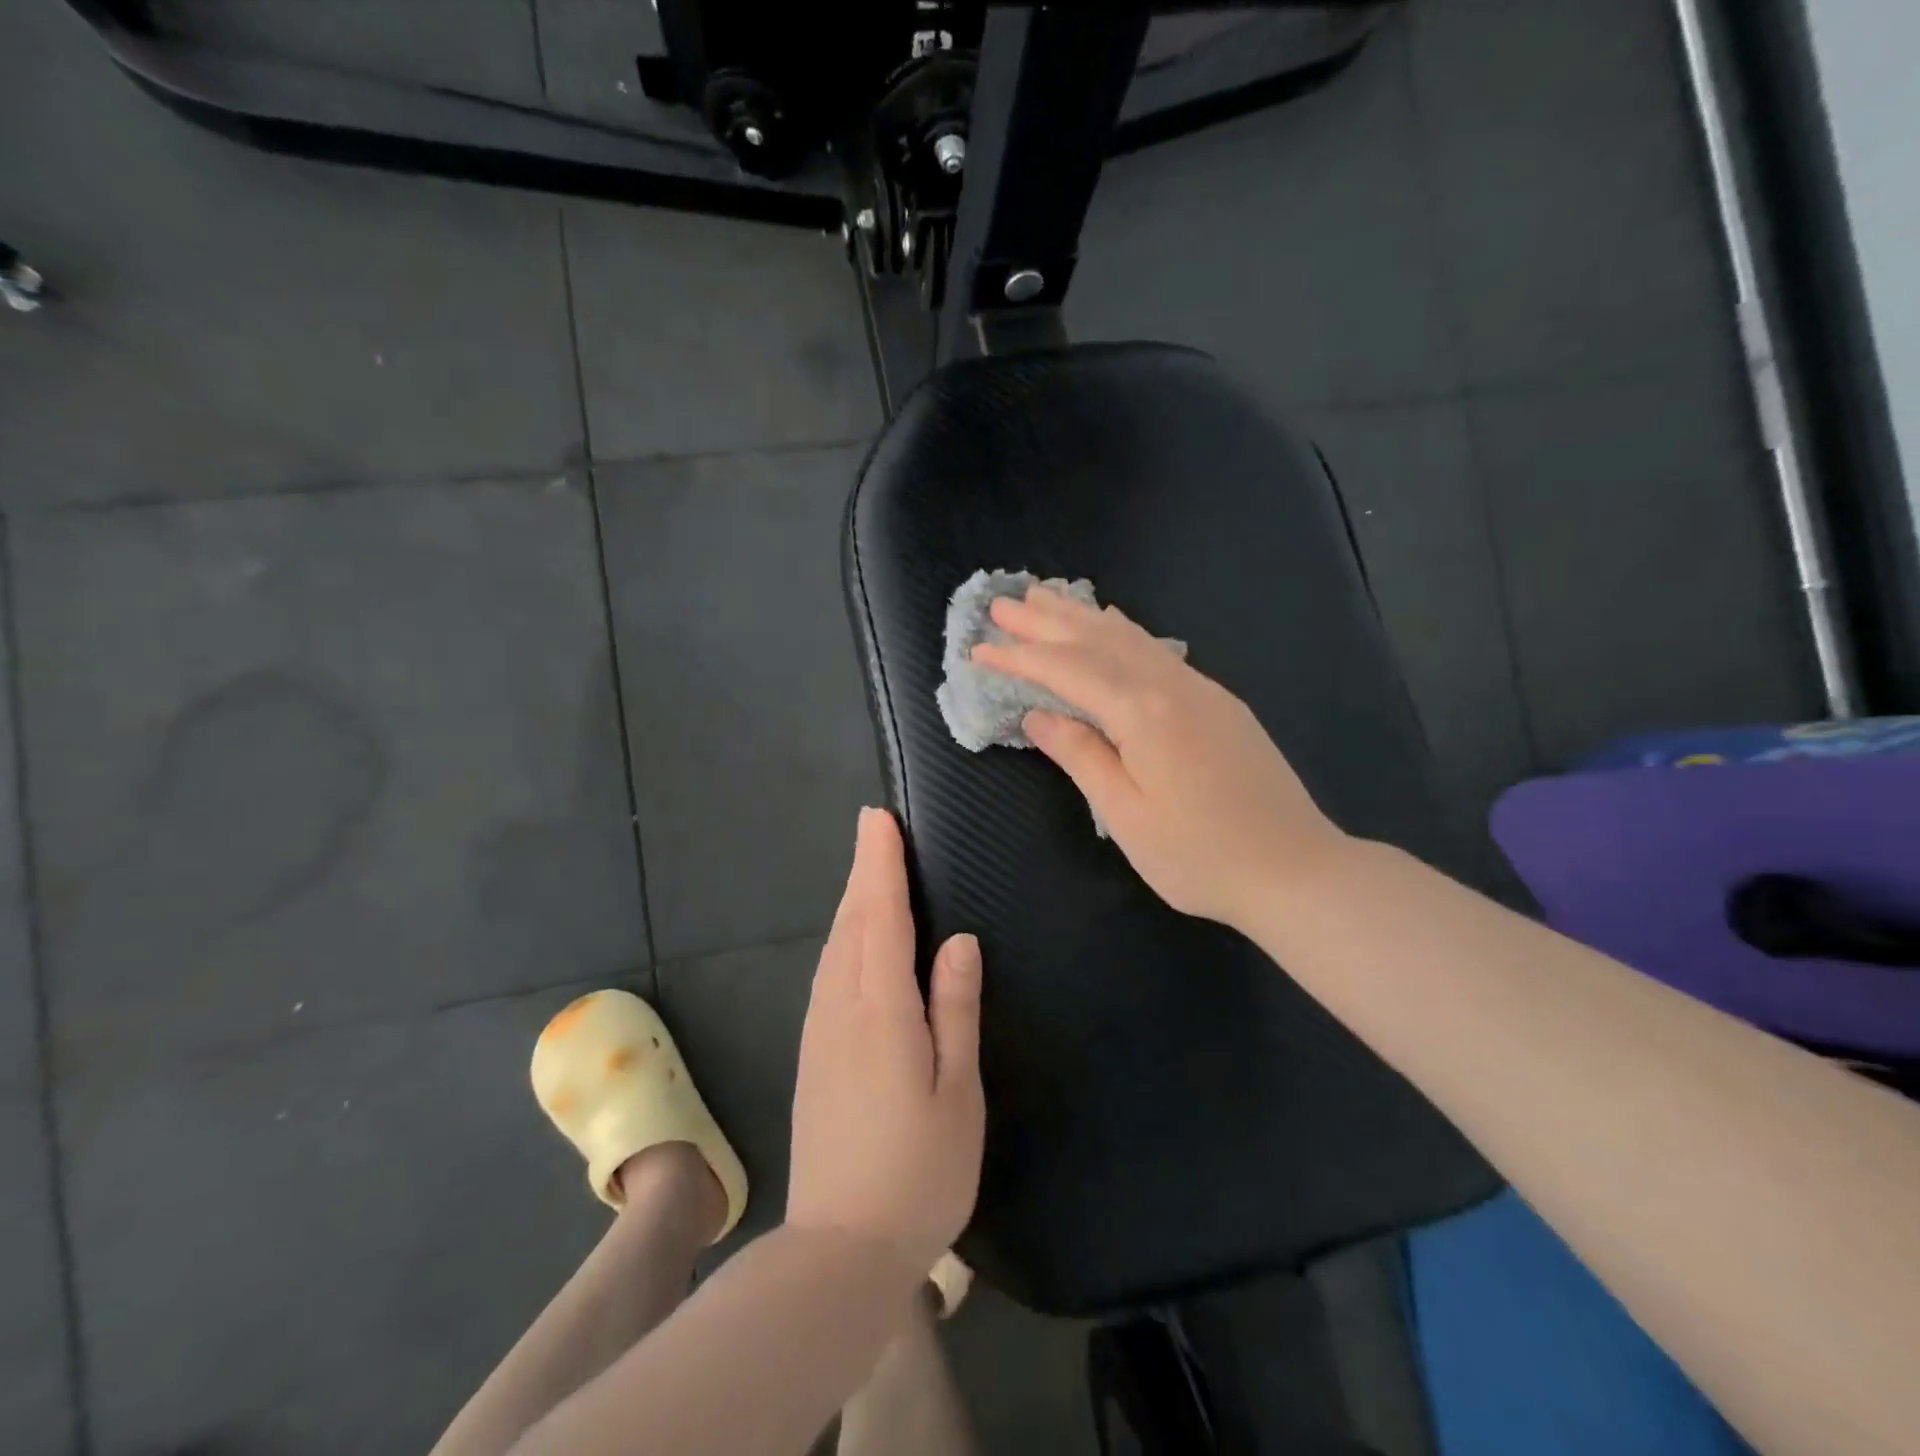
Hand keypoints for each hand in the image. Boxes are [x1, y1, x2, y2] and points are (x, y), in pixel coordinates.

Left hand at [786, 808, 984, 1276]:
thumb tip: (958, 940)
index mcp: (881, 1010)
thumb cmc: (918, 1172)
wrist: (840, 1249)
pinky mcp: (813, 1054)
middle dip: (863, 871)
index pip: (879, 917)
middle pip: (851, 923)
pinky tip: (852, 940)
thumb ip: (954, 1010)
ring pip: (834, 947)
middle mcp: (840, 1008)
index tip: (879, 820)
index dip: (879, 865)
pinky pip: (828, 973)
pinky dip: (842, 938)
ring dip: (851, 901)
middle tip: (874, 828)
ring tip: (867, 871)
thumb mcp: (956, 1092)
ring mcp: (820, 1032)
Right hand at [971, 585, 1347, 928]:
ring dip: (1083, 617)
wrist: (1296, 869)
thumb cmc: (1201, 855)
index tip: (978, 649)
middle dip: (1046, 621)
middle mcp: (1171, 686)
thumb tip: (1038, 716)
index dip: (1020, 658)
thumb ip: (1081, 756)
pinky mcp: (1218, 703)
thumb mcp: (1127, 815)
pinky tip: (1114, 625)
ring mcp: (1201, 690)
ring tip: (1046, 597)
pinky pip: (1157, 651)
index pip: (1068, 671)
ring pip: (1130, 638)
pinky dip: (1123, 632)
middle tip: (1003, 603)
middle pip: (1098, 640)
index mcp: (1143, 713)